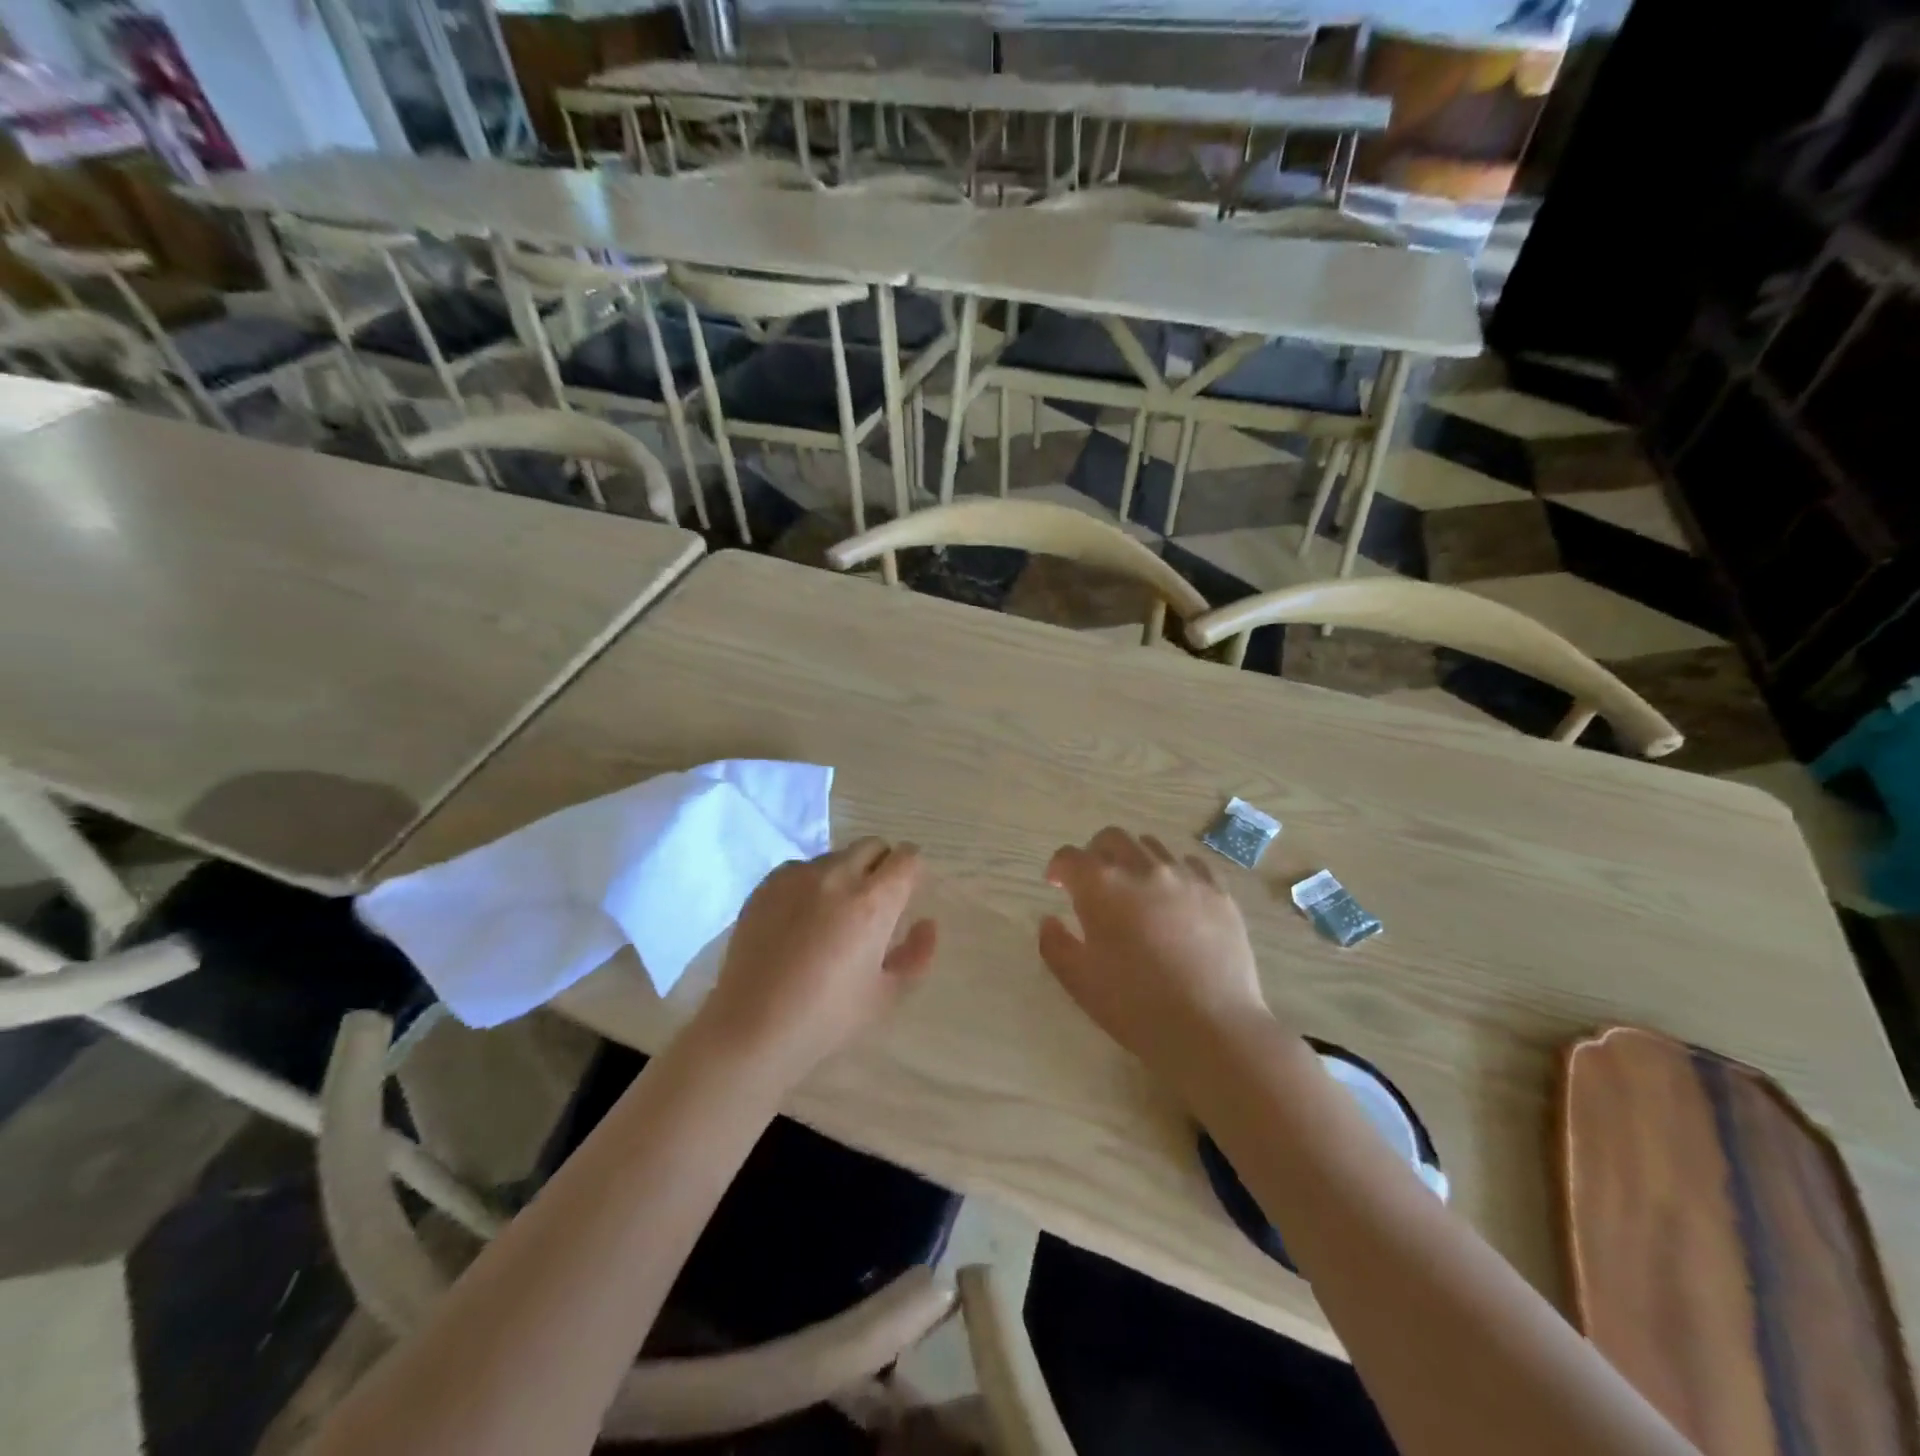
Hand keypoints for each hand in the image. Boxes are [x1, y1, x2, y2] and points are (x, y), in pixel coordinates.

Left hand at [697, 837, 937, 1084]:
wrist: (752, 1027)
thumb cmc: (828, 1017)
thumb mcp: (887, 995)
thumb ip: (917, 954)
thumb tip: (926, 923)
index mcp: (873, 902)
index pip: (907, 858)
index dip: (913, 871)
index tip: (907, 892)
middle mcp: (838, 876)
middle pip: (873, 846)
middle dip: (882, 865)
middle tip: (874, 903)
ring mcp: (798, 876)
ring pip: (836, 856)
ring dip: (846, 874)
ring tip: (833, 915)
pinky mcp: (768, 884)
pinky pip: (801, 869)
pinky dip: (811, 883)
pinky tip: (800, 919)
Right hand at [1039, 827, 1272, 1086]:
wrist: (1211, 1028)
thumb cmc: (1135, 1007)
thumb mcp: (1079, 981)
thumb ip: (1055, 944)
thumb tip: (1050, 920)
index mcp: (1101, 886)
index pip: (1069, 857)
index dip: (1058, 868)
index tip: (1056, 885)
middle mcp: (1141, 868)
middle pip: (1111, 838)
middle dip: (1095, 854)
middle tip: (1094, 884)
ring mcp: (1184, 876)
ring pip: (1151, 846)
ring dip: (1134, 859)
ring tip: (1135, 889)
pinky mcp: (1218, 891)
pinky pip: (1191, 864)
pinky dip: (1174, 872)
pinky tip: (1175, 897)